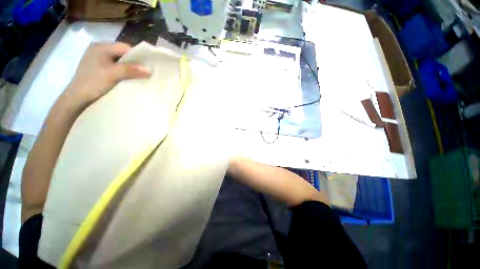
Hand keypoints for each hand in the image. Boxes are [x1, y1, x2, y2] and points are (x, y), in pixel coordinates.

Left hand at [64, 42, 150, 108]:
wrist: (77, 98)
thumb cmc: (93, 83)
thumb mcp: (113, 74)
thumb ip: (131, 70)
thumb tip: (150, 70)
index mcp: (101, 46)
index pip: (125, 47)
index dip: (138, 56)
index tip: (147, 67)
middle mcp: (99, 49)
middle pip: (123, 53)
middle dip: (134, 63)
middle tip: (144, 73)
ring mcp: (98, 58)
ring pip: (120, 60)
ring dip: (129, 68)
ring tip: (137, 76)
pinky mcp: (99, 67)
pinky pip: (116, 66)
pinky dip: (123, 71)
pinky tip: (127, 77)